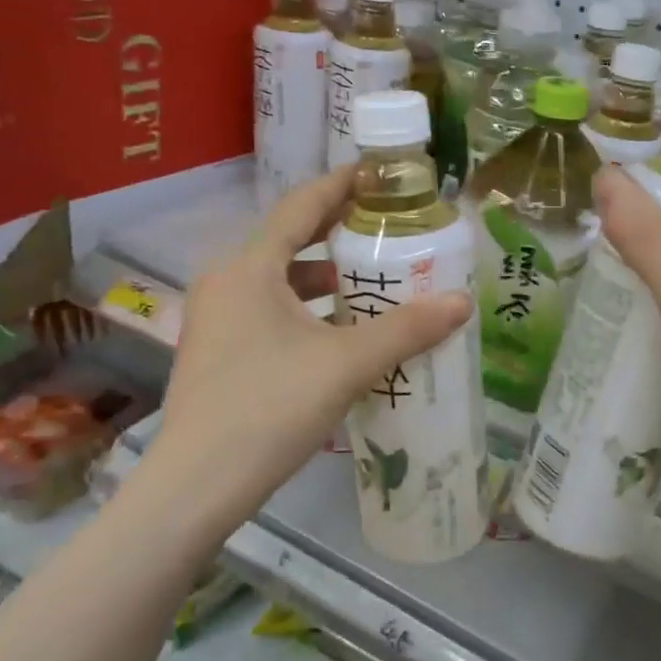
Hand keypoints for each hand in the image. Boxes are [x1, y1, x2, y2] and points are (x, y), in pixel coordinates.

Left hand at [146, 169, 471, 531]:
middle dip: (338, 232)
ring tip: (370, 281)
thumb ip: (406, 330)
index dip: (343, 185)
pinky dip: (305, 309)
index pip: (301, 205)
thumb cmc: (270, 408)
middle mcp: (226, 282)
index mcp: (250, 268)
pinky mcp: (217, 352)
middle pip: (289, 240)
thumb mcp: (346, 364)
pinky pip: (268, 310)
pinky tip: (338, 333)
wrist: (197, 486)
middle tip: (388, 228)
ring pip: (278, 280)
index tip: (381, 175)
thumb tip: (463, 301)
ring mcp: (216, 319)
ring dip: (323, 277)